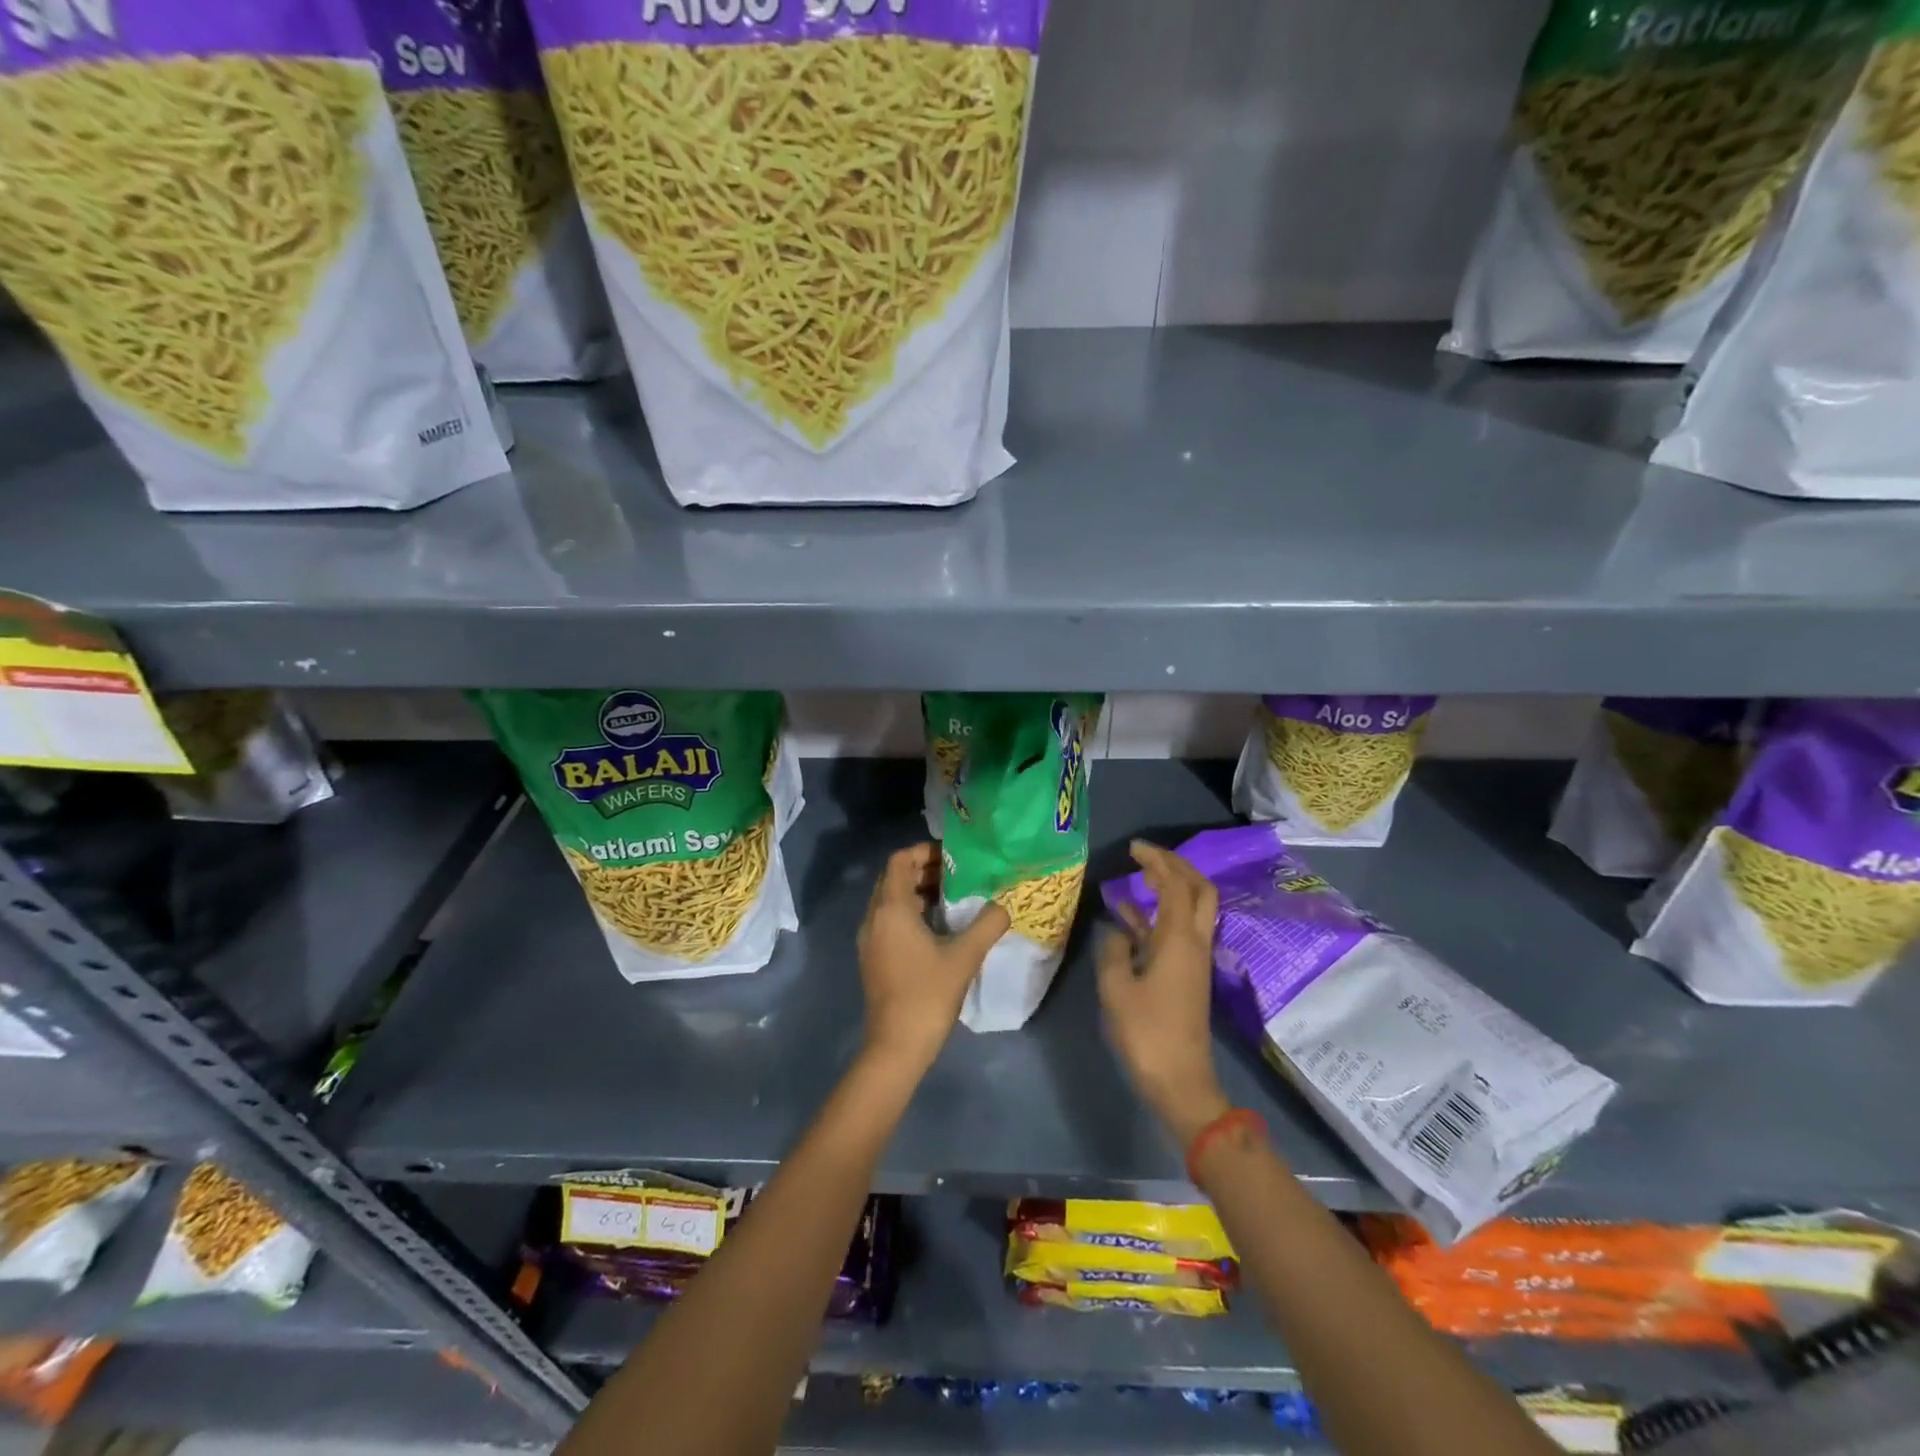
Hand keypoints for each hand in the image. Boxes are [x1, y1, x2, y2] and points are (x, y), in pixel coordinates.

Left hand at [857, 843, 1009, 1073]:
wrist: (896, 1047)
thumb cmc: (928, 995)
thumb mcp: (964, 957)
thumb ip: (987, 924)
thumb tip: (1005, 904)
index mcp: (891, 909)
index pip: (900, 860)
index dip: (925, 851)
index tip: (953, 857)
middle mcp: (874, 918)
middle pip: (894, 878)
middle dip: (923, 870)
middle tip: (958, 875)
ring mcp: (870, 939)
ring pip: (891, 900)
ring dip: (918, 892)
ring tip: (954, 898)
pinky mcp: (873, 958)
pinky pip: (889, 920)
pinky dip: (911, 913)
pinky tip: (939, 928)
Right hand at [1098, 841, 1230, 1145]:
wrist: (1180, 1081)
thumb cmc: (1146, 1033)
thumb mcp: (1116, 988)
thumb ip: (1114, 950)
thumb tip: (1116, 930)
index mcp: (1179, 940)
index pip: (1175, 885)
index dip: (1157, 861)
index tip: (1134, 848)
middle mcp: (1193, 942)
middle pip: (1198, 890)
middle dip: (1175, 866)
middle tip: (1146, 856)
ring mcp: (1193, 960)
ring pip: (1190, 910)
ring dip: (1169, 888)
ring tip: (1137, 877)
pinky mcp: (1186, 975)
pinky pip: (1175, 932)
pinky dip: (1156, 917)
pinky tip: (1127, 916)